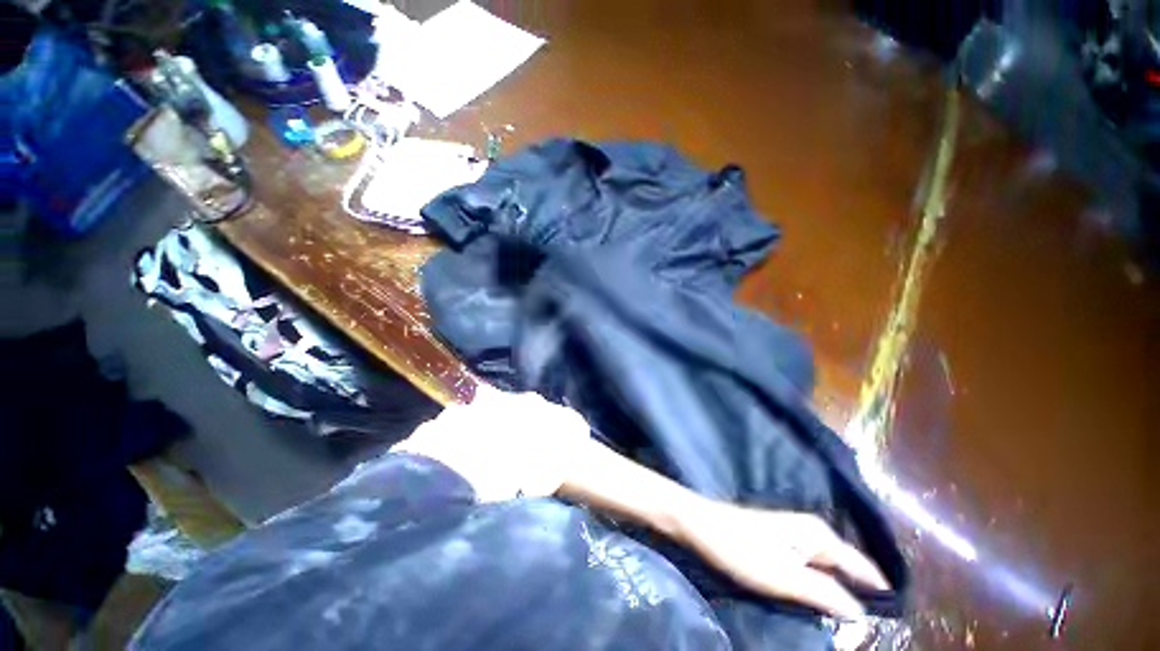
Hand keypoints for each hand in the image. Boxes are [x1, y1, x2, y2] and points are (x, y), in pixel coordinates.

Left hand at [676, 501, 889, 619]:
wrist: (700, 525)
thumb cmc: (741, 549)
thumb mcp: (785, 577)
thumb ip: (826, 595)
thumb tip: (862, 614)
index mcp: (819, 534)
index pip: (863, 567)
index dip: (880, 594)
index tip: (897, 622)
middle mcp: (811, 531)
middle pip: (847, 568)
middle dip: (859, 596)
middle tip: (871, 630)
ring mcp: (793, 535)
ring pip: (828, 569)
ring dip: (838, 593)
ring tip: (849, 623)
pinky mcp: (779, 542)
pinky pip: (810, 568)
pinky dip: (819, 585)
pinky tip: (819, 603)